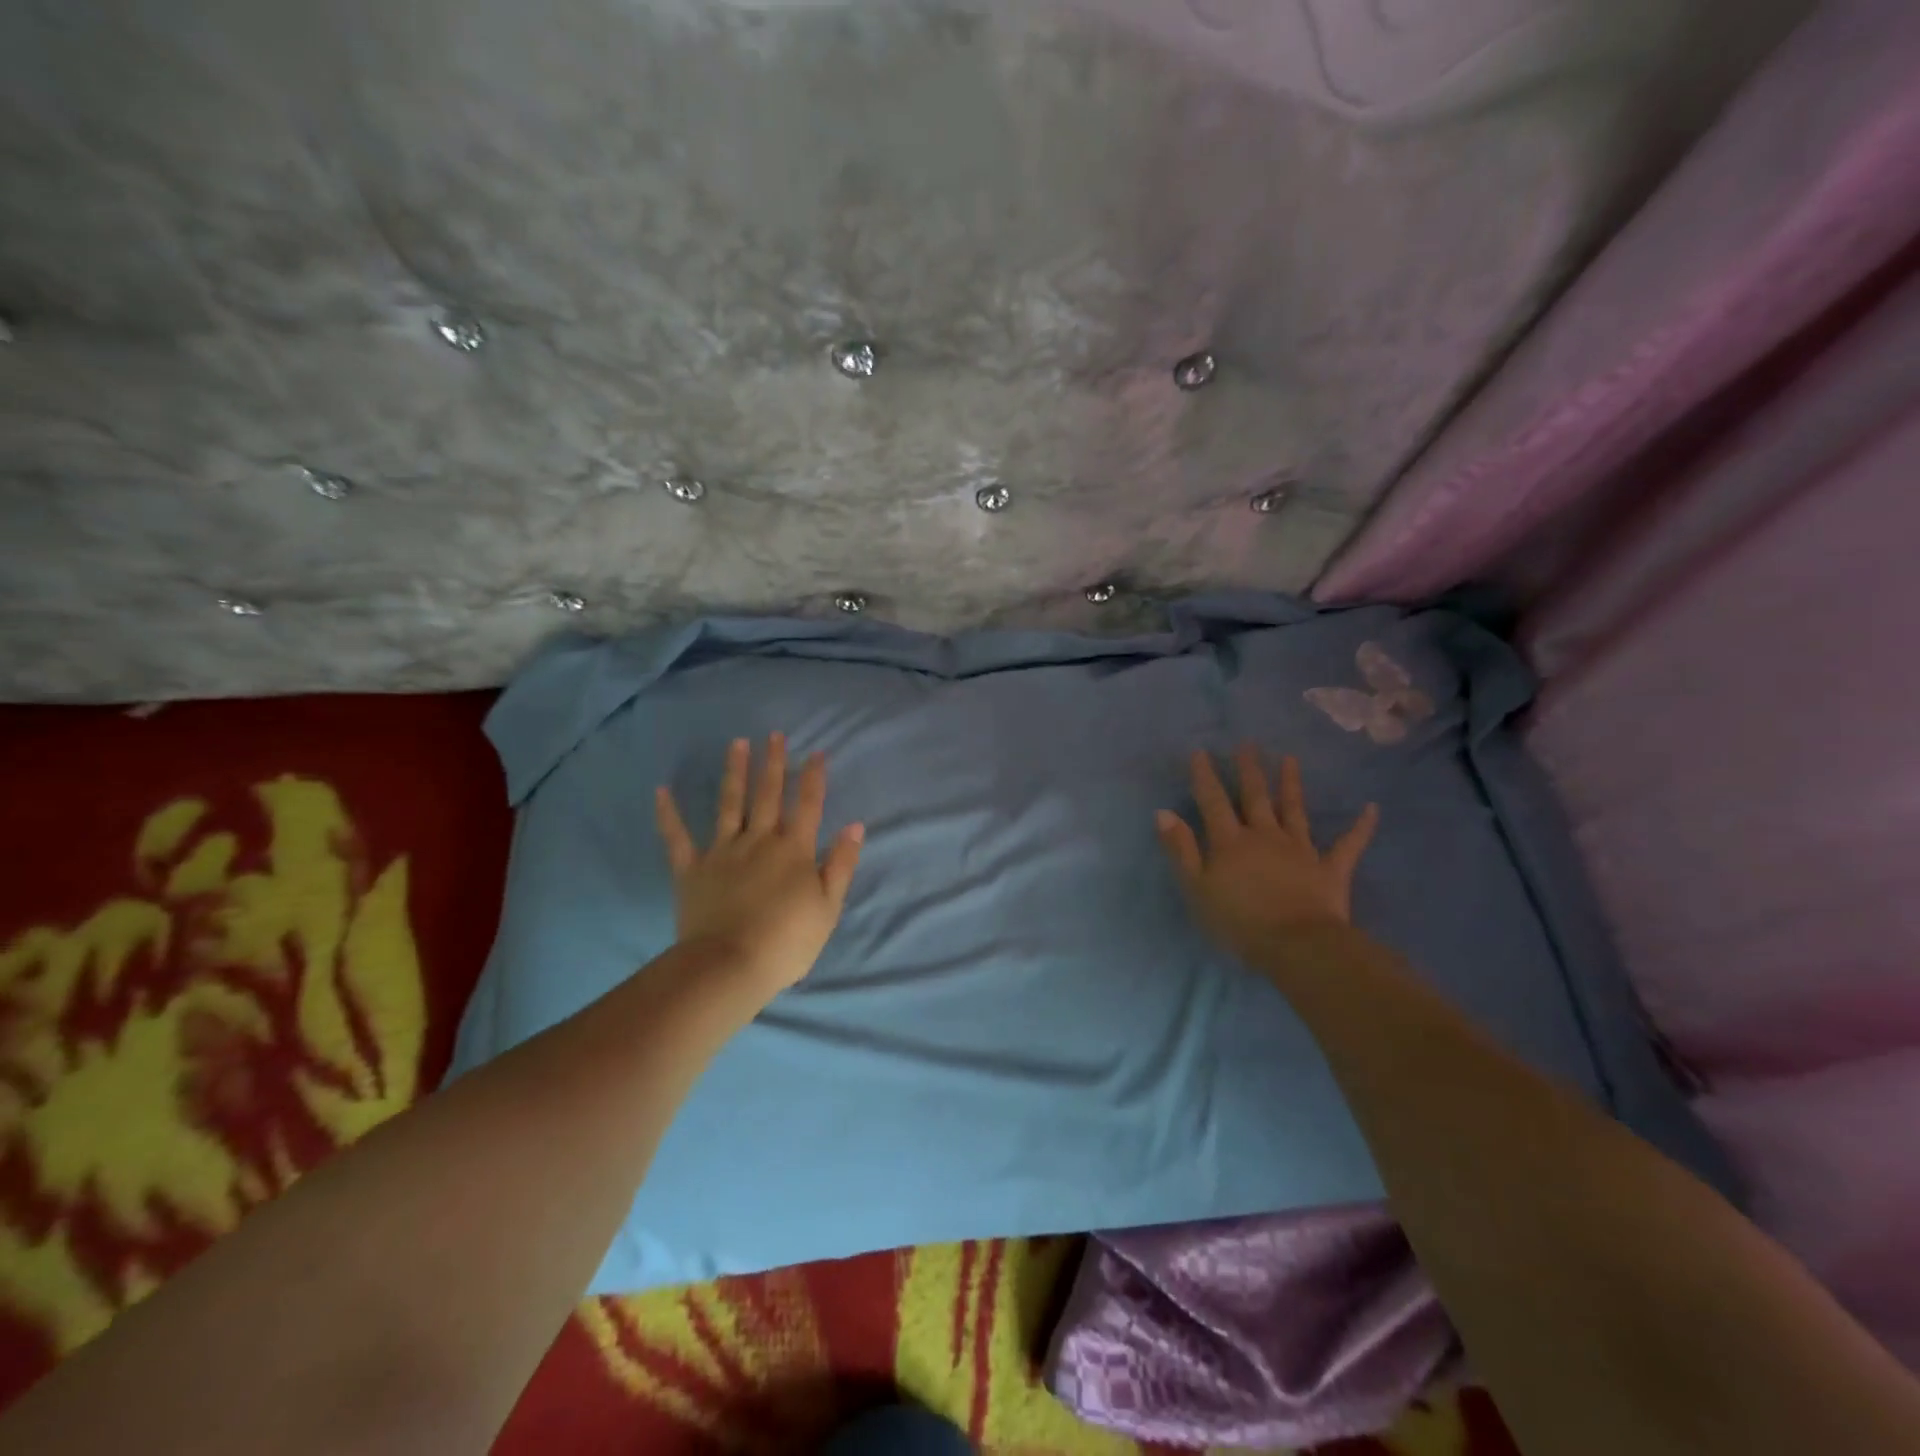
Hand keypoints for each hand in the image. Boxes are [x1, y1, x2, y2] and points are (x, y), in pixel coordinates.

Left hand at [655, 734, 865, 998]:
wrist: (730, 966)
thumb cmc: (787, 941)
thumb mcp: (828, 907)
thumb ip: (840, 864)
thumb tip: (854, 826)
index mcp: (794, 850)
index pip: (808, 806)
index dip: (813, 778)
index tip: (816, 753)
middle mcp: (759, 841)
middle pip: (769, 795)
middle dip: (774, 764)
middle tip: (774, 735)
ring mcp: (722, 852)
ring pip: (730, 804)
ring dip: (735, 772)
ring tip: (737, 743)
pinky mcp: (692, 870)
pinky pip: (677, 838)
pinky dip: (669, 814)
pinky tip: (662, 791)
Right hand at [1156, 746, 1378, 969]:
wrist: (1297, 946)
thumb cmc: (1238, 921)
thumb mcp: (1196, 888)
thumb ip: (1181, 849)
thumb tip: (1164, 812)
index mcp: (1231, 842)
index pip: (1213, 802)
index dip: (1205, 776)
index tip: (1200, 751)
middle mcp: (1265, 836)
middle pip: (1255, 797)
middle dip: (1250, 770)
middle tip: (1247, 744)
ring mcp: (1301, 849)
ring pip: (1294, 810)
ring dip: (1291, 784)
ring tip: (1290, 759)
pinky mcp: (1330, 869)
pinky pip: (1349, 844)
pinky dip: (1361, 826)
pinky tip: (1372, 808)